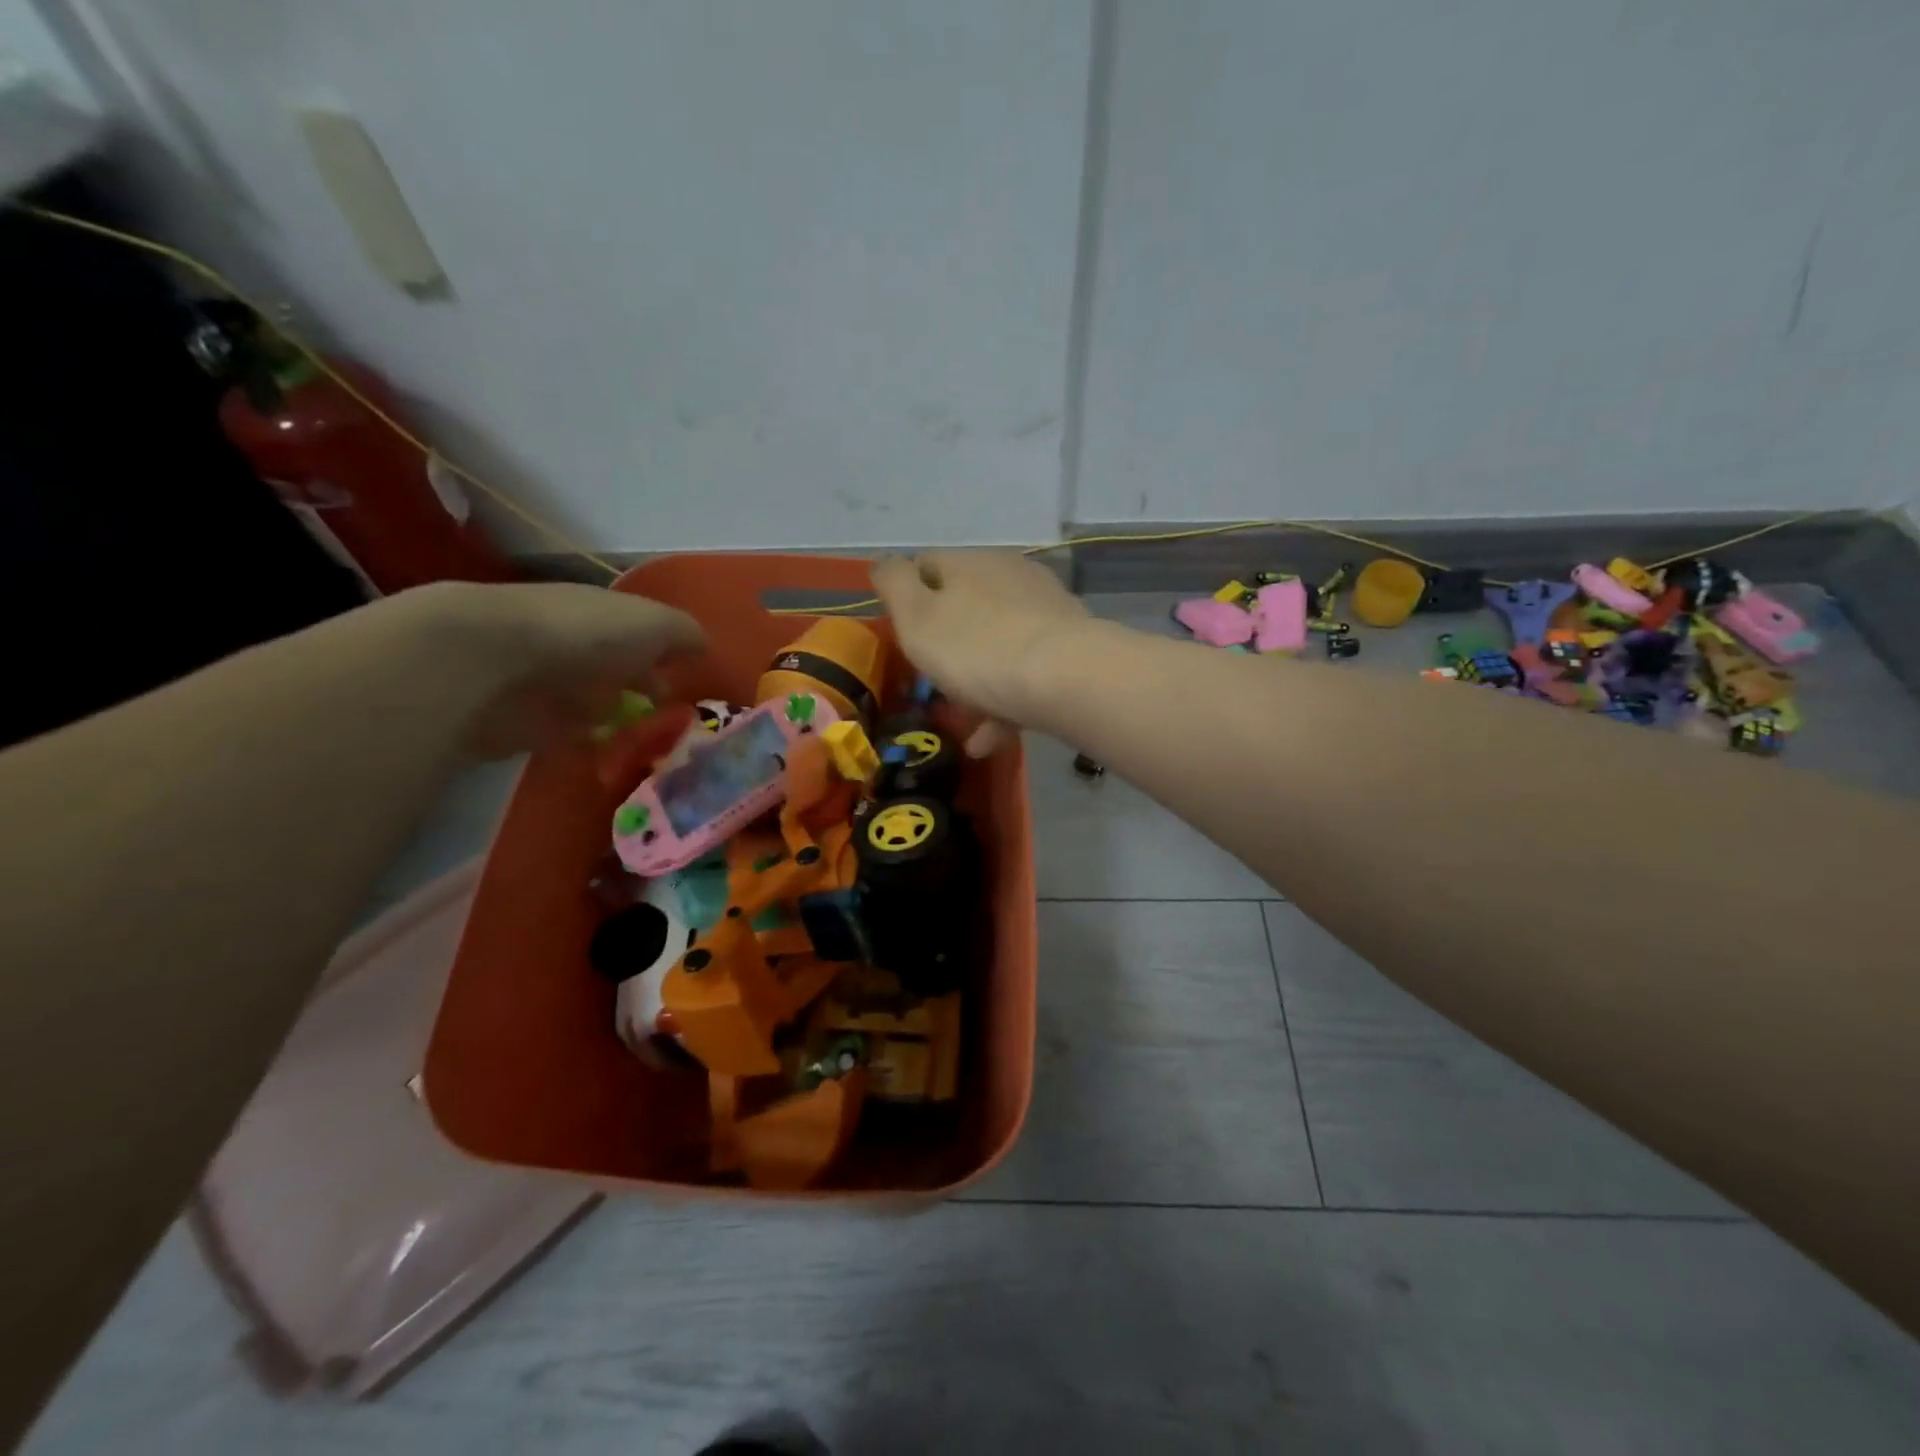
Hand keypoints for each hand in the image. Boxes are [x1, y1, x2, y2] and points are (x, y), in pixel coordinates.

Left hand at [396, 582, 703, 757]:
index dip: (664, 650)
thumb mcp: (653, 624)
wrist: (490, 665)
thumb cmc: (584, 635)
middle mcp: (575, 642)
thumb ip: (684, 634)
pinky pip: (568, 735)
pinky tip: (611, 756)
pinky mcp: (525, 723)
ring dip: (615, 716)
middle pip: (616, 665)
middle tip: (670, 715)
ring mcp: (547, 683)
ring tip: (649, 741)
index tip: (687, 677)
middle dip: (640, 685)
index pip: (639, 630)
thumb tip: (703, 646)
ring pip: (593, 700)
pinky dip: (588, 743)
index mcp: (602, 613)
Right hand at [871, 550, 1090, 754]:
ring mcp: (1044, 609)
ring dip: (977, 681)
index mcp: (969, 563)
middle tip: (934, 680)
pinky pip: (1027, 671)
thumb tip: (886, 562)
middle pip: (966, 605)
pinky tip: (991, 739)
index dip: (908, 596)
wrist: (1066, 678)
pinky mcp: (1071, 645)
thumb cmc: (975, 647)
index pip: (928, 565)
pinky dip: (1006, 702)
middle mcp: (1009, 575)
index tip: (903, 634)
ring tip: (965, 721)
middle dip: (948, 643)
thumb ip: (894, 585)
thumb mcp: (916, 617)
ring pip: (998, 642)